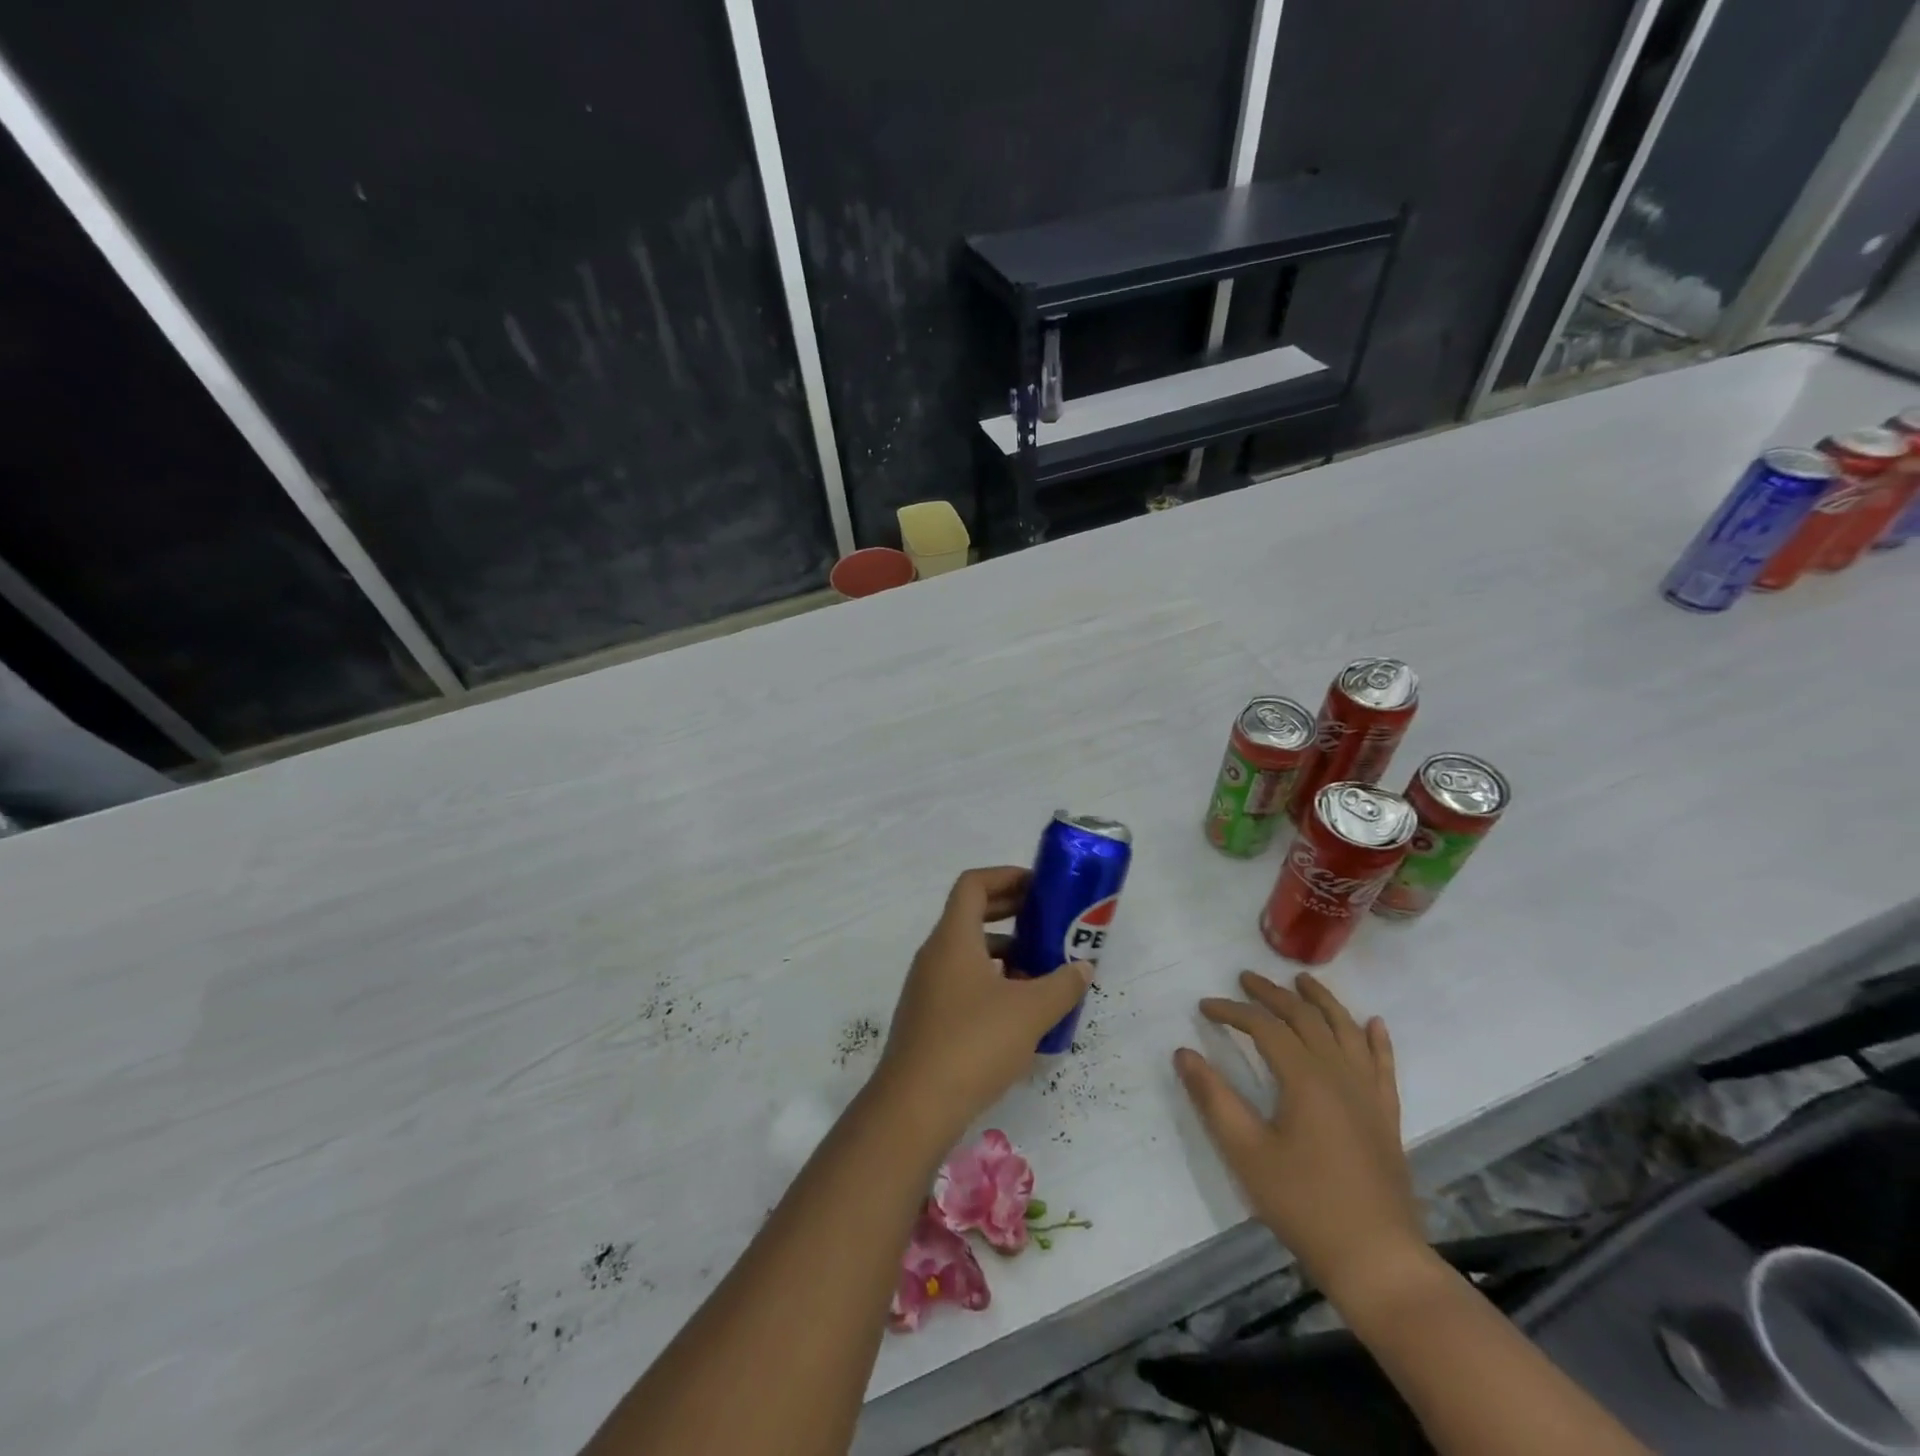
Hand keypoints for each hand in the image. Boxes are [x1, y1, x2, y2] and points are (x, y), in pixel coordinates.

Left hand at [875, 867, 1089, 1148]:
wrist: (915, 1107)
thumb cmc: (973, 1043)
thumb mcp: (1030, 1011)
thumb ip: (1061, 985)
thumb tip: (1082, 968)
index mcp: (953, 938)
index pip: (973, 884)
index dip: (1006, 876)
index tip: (1038, 886)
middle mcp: (935, 955)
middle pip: (971, 915)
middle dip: (1012, 913)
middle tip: (1048, 921)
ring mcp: (928, 988)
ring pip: (970, 953)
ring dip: (1006, 954)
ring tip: (1044, 971)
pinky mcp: (929, 1018)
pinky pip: (964, 983)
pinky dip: (993, 983)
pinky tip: (1021, 1013)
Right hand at [1175, 970, 1423, 1303]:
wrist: (1377, 1260)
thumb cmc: (1303, 1204)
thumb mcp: (1245, 1152)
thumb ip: (1213, 1098)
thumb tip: (1183, 1053)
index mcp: (1305, 1079)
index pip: (1264, 1027)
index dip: (1233, 1011)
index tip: (1205, 1006)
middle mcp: (1340, 1074)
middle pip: (1306, 1018)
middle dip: (1273, 994)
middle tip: (1246, 978)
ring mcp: (1369, 1094)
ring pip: (1346, 1031)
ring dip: (1323, 1001)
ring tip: (1303, 980)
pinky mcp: (1387, 1117)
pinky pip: (1384, 1065)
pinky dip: (1377, 1040)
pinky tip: (1373, 1023)